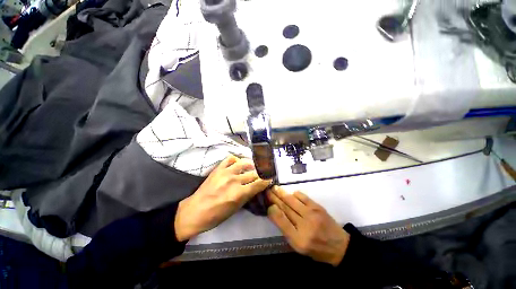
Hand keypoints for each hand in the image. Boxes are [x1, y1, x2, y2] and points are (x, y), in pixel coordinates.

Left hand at [174, 155, 271, 241]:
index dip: (267, 180)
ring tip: (253, 167)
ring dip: (251, 165)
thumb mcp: (236, 209)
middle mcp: (234, 180)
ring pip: (244, 163)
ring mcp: (226, 172)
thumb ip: (248, 195)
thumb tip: (256, 187)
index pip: (259, 183)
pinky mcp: (218, 169)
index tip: (270, 178)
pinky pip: (230, 159)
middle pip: (254, 173)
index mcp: (239, 193)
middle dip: (261, 173)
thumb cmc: (217, 215)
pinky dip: (236, 160)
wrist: (195, 211)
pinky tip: (238, 164)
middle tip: (264, 173)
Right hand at [267, 186, 349, 265]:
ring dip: (282, 193)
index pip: (282, 222)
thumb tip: (276, 213)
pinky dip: (295, 194)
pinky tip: (290, 192)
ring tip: (274, 188)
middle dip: (274, 198)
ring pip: (292, 201)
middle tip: (267, 191)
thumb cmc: (316, 248)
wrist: (339, 246)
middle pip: (285, 208)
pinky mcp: (318, 207)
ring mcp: (312, 214)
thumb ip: (286, 230)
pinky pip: (303, 197)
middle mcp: (304, 226)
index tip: (267, 203)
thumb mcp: (299, 246)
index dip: (273, 211)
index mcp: (298, 240)